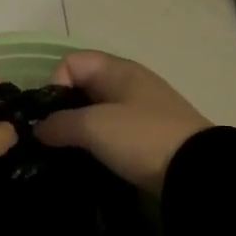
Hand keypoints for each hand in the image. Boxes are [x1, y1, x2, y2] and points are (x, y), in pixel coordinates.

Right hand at [34, 51, 212, 193]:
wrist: (196, 172)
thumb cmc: (141, 138)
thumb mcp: (94, 127)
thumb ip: (59, 124)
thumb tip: (39, 129)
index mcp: (118, 70)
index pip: (70, 63)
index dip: (55, 85)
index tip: (53, 117)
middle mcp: (130, 83)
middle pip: (82, 87)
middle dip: (64, 111)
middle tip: (55, 140)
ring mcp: (142, 110)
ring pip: (96, 113)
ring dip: (80, 131)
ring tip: (70, 154)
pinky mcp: (148, 136)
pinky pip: (113, 132)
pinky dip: (99, 144)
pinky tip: (93, 161)